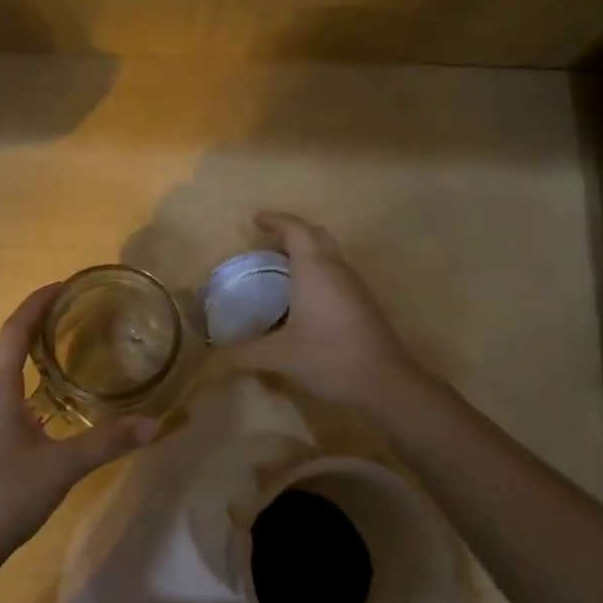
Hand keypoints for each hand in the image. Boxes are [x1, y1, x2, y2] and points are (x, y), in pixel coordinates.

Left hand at [0, 283, 158, 563]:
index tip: (63, 284)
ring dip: (26, 349)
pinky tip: (44, 396)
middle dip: (33, 321)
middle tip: (69, 310)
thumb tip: (153, 422)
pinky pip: (0, 391)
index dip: (37, 303)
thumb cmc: (7, 495)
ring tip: (59, 343)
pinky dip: (22, 377)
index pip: (14, 331)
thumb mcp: (63, 467)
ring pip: (0, 369)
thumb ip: (107, 442)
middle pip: (5, 344)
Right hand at [227, 211, 422, 409]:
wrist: (385, 383)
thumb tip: (217, 354)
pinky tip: (302, 295)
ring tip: (280, 264)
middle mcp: (336, 269)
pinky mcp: (362, 303)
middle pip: (316, 235)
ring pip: (329, 253)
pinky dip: (315, 269)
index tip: (255, 219)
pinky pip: (334, 272)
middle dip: (292, 231)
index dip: (275, 220)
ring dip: (306, 251)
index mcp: (315, 270)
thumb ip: (245, 353)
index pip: (296, 230)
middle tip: (267, 239)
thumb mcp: (279, 357)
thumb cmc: (330, 358)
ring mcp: (353, 285)